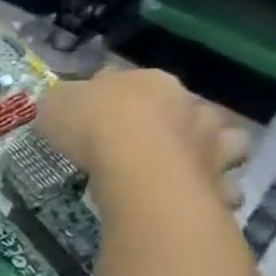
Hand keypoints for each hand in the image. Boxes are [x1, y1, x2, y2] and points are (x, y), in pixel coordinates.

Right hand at [38, 69, 246, 206]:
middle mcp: (188, 103)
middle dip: (164, 121)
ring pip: (220, 140)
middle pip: (179, 106)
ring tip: (179, 167)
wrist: (139, 169)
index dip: (110, 95)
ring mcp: (213, 141)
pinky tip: (188, 197)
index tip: (93, 114)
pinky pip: (222, 184)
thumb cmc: (93, 127)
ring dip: (206, 150)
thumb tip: (62, 104)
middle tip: (137, 143)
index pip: (128, 79)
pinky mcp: (221, 179)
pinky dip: (212, 189)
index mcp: (147, 80)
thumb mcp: (53, 105)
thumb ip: (61, 102)